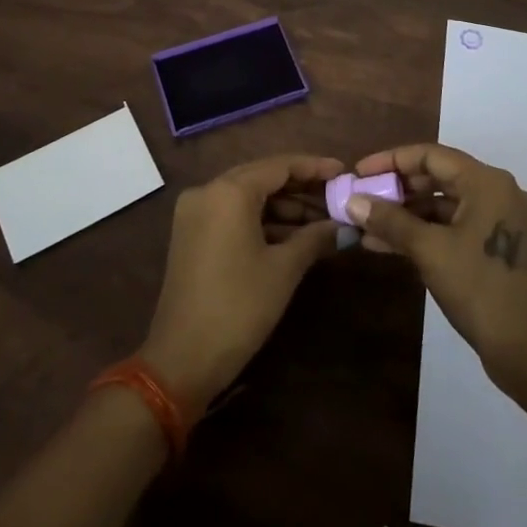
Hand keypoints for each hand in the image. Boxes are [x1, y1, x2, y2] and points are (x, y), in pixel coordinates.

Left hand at [140, 154, 345, 411]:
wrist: (182, 360)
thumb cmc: (238, 307)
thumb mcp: (284, 269)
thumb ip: (315, 237)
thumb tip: (344, 225)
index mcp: (229, 191)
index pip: (279, 166)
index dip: (314, 168)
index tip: (344, 171)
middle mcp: (207, 191)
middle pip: (262, 177)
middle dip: (301, 187)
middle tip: (336, 196)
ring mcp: (195, 213)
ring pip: (248, 197)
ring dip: (283, 207)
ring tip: (322, 220)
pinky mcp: (191, 234)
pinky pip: (233, 214)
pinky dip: (262, 220)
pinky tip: (293, 235)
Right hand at [348, 144, 526, 393]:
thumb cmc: (479, 289)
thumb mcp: (429, 250)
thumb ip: (389, 221)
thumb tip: (352, 201)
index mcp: (488, 182)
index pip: (431, 156)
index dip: (391, 161)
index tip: (359, 173)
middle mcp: (499, 192)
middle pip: (439, 177)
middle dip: (397, 189)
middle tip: (363, 199)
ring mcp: (501, 220)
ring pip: (445, 205)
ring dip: (407, 214)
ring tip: (367, 226)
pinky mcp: (498, 246)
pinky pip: (455, 226)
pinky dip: (425, 232)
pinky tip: (388, 245)